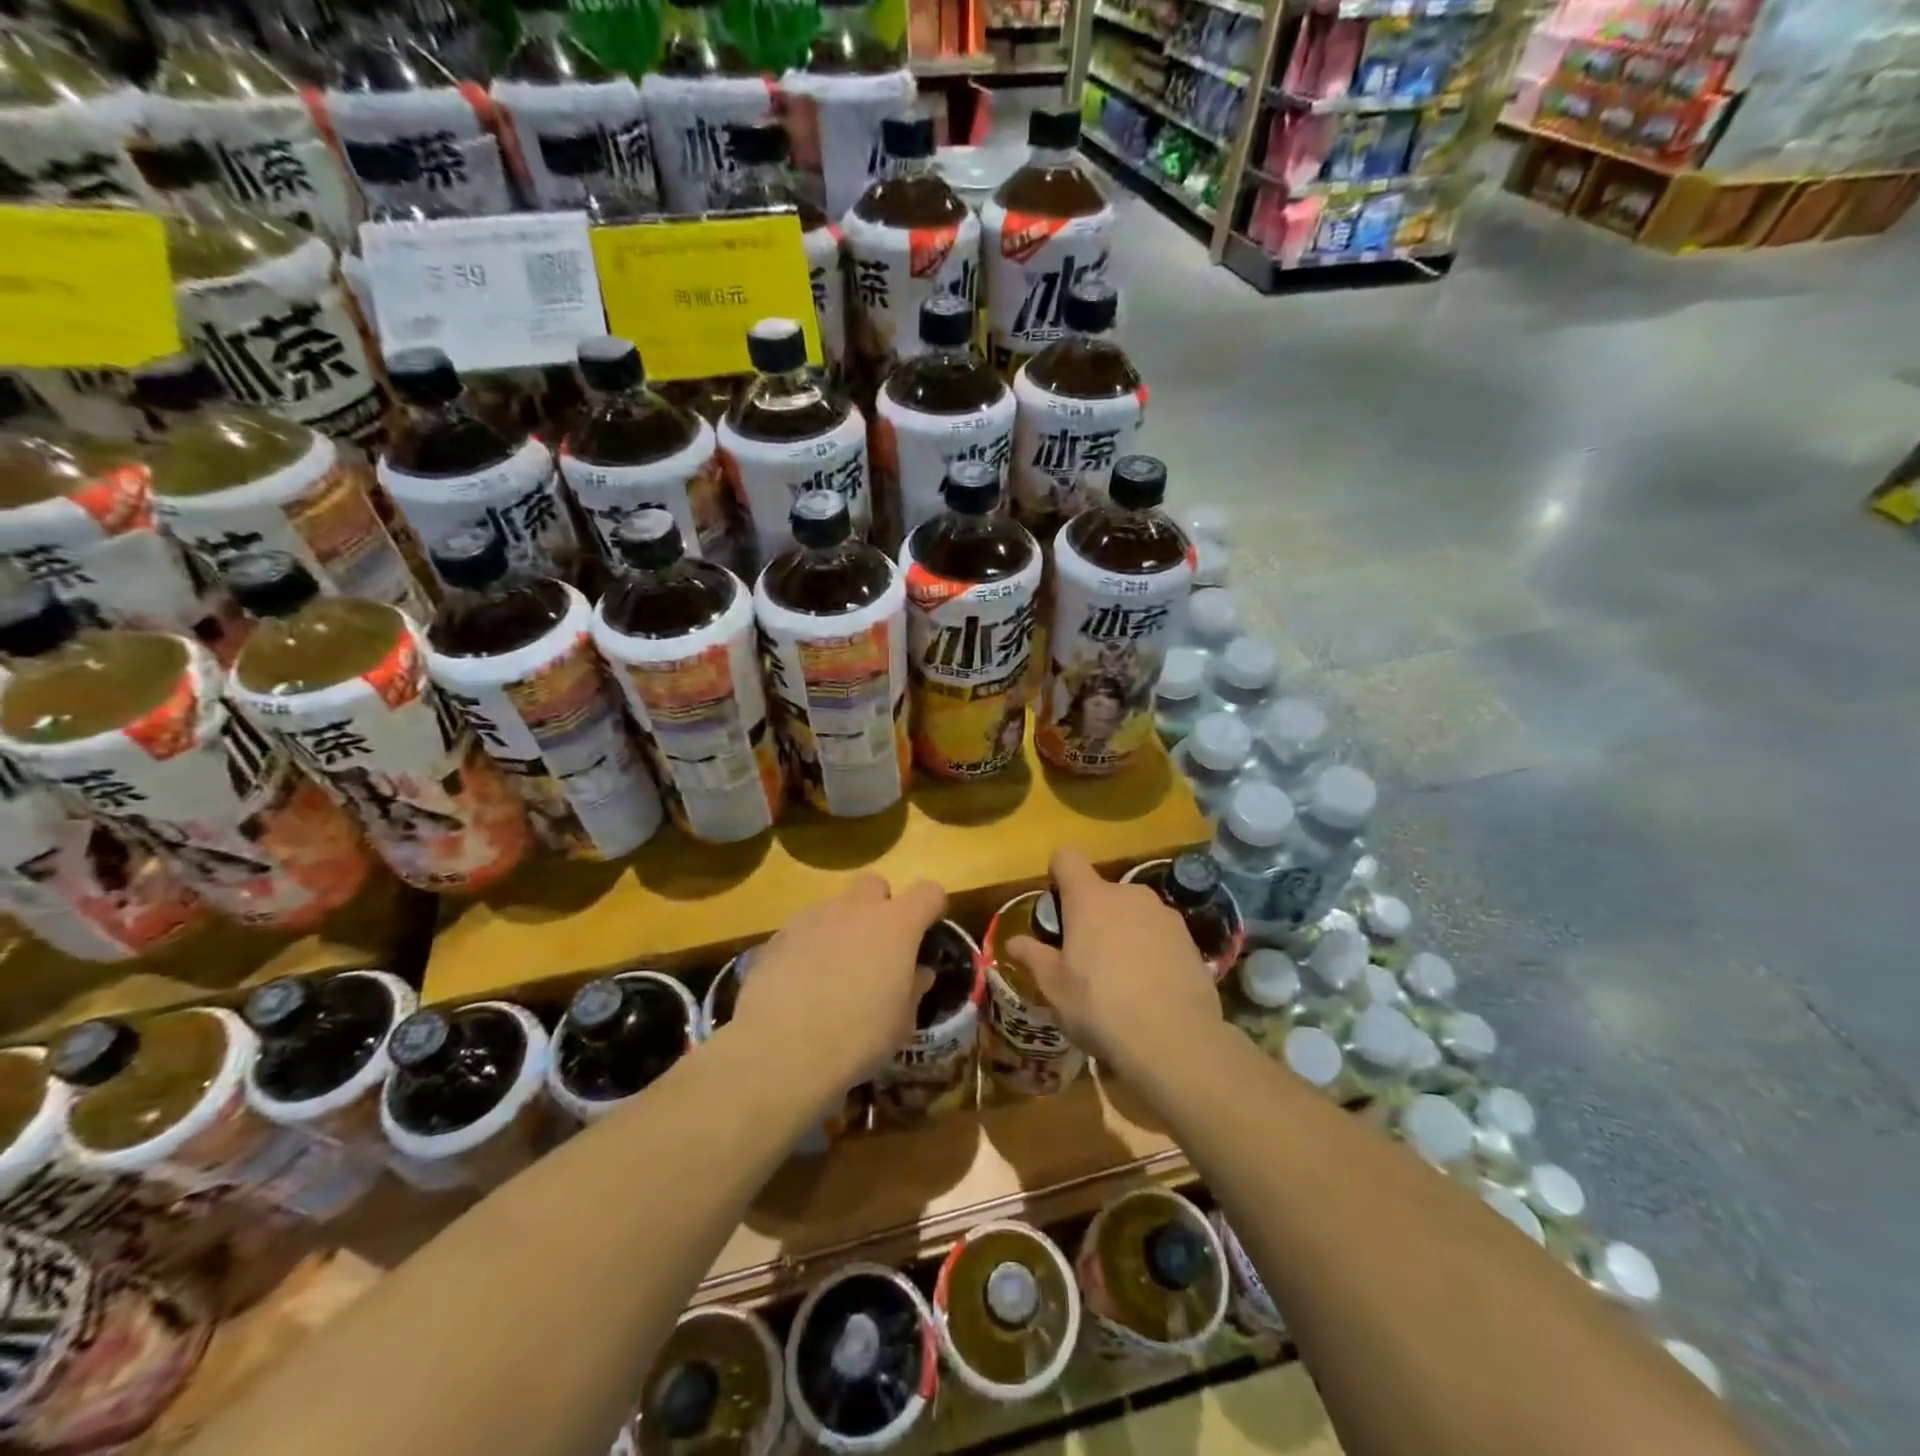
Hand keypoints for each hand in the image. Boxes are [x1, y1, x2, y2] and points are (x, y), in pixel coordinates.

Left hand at [729, 873, 946, 1103]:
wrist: (783, 1050)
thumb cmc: (859, 1037)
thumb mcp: (901, 1022)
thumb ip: (914, 988)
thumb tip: (920, 972)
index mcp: (897, 924)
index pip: (929, 892)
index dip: (932, 907)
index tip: (928, 930)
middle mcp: (857, 909)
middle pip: (875, 884)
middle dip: (880, 906)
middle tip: (877, 945)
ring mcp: (815, 917)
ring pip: (836, 906)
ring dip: (842, 927)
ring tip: (834, 969)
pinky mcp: (780, 934)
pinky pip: (804, 928)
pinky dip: (809, 945)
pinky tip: (801, 981)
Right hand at [1007, 847, 1220, 1079]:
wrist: (1176, 1041)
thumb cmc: (1101, 1007)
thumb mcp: (1055, 988)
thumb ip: (1034, 957)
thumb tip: (1013, 941)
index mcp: (1090, 898)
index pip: (1067, 858)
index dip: (1057, 874)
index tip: (1056, 905)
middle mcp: (1128, 894)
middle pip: (1101, 891)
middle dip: (1092, 914)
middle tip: (1085, 956)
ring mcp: (1164, 914)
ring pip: (1132, 912)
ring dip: (1123, 931)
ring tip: (1121, 977)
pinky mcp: (1189, 939)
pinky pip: (1159, 933)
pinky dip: (1150, 949)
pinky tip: (1150, 987)